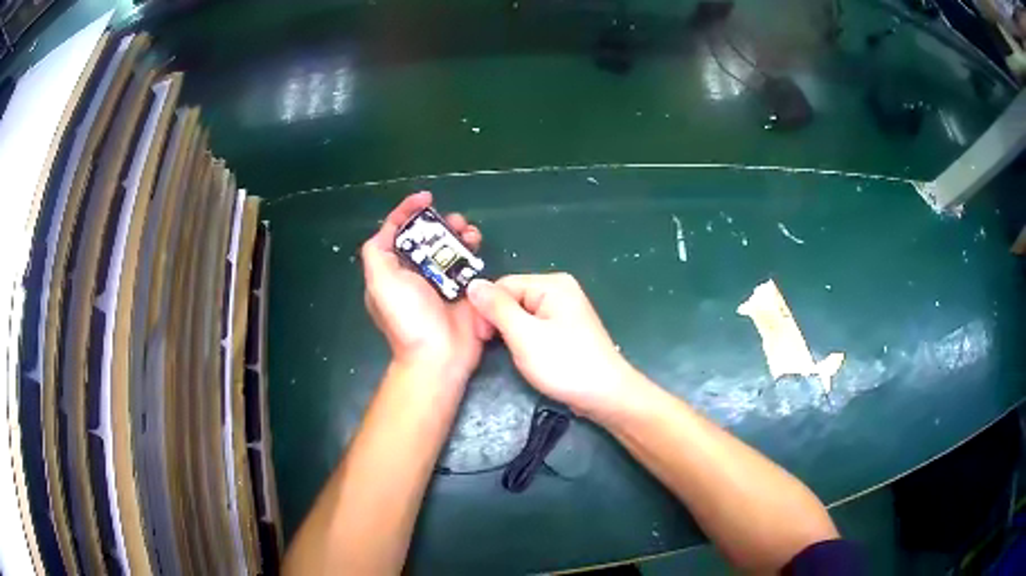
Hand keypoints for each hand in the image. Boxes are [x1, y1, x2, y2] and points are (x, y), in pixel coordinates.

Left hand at [362, 191, 492, 384]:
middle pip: (426, 236)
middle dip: (439, 222)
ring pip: (448, 246)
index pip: (397, 232)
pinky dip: (472, 249)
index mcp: (393, 270)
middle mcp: (415, 272)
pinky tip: (477, 243)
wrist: (439, 355)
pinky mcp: (463, 289)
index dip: (407, 211)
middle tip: (454, 219)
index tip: (425, 198)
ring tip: (469, 230)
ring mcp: (441, 281)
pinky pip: (467, 262)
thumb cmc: (407, 317)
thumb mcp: (379, 282)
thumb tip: (389, 228)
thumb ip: (376, 252)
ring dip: (458, 233)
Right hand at [467, 273, 637, 417]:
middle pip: (512, 297)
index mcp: (552, 284)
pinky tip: (524, 354)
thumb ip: (497, 308)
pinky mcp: (566, 329)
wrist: (605, 395)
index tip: (480, 337)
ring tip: (510, 354)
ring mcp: (564, 310)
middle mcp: (559, 290)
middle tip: (490, 347)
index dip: (486, 309)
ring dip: (509, 332)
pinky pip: (534, 325)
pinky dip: (524, 338)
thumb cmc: (565, 364)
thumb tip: (473, 284)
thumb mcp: (524, 335)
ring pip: (521, 314)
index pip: (503, 285)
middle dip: (497, 321)